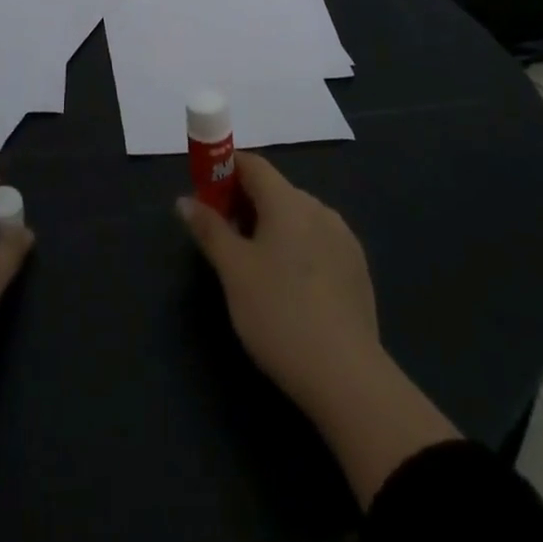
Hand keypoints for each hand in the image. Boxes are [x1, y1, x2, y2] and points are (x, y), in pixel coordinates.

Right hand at [177, 153, 378, 412]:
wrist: (347, 376)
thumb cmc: (279, 313)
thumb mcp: (234, 271)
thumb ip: (209, 229)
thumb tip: (185, 200)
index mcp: (288, 201)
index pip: (253, 164)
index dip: (224, 170)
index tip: (205, 193)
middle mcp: (319, 208)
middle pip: (275, 190)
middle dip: (244, 203)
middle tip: (222, 235)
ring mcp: (343, 238)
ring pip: (297, 217)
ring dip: (271, 226)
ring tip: (252, 265)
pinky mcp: (357, 268)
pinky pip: (317, 241)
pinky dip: (296, 248)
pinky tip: (288, 286)